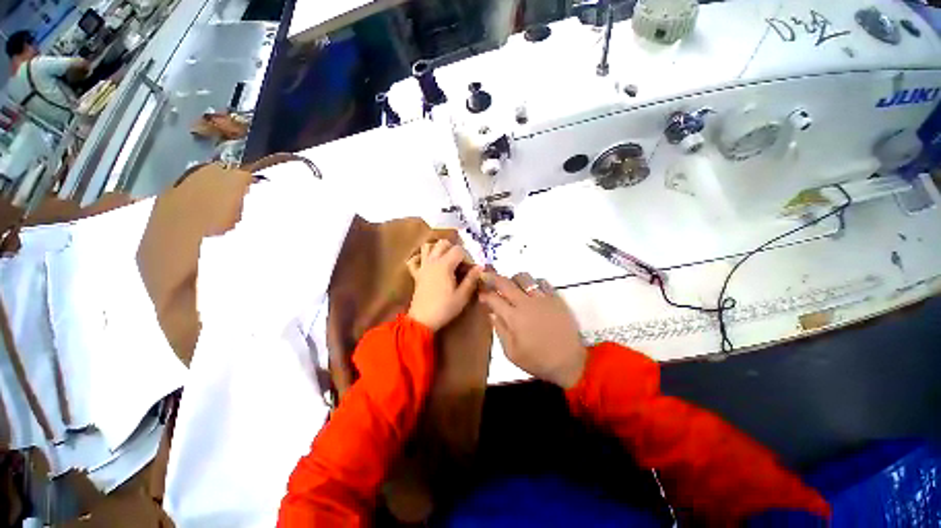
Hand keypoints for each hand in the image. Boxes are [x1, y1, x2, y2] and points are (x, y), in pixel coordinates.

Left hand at [406, 239, 482, 331]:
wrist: (422, 319)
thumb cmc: (445, 308)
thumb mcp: (463, 295)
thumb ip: (471, 279)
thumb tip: (480, 267)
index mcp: (445, 265)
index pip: (459, 250)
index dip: (467, 257)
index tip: (470, 269)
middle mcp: (433, 261)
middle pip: (443, 243)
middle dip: (454, 249)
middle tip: (460, 263)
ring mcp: (423, 266)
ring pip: (427, 247)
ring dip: (437, 249)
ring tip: (446, 260)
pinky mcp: (416, 274)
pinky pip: (415, 260)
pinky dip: (421, 258)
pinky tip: (428, 264)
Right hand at [479, 272, 586, 388]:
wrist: (569, 362)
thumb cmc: (538, 360)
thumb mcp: (512, 352)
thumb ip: (500, 330)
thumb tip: (492, 313)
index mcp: (514, 318)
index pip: (494, 298)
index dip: (484, 294)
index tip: (481, 294)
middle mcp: (526, 303)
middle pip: (505, 282)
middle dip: (492, 277)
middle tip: (486, 275)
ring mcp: (542, 298)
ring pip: (523, 278)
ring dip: (513, 279)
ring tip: (512, 286)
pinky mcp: (555, 298)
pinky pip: (542, 282)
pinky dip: (533, 283)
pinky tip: (531, 291)